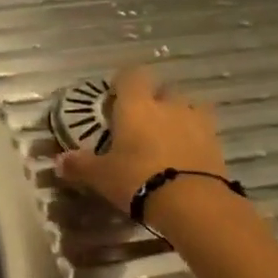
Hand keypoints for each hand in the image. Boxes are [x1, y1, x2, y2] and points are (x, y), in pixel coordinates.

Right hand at [54, 66, 227, 211]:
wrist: (192, 202)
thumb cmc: (137, 179)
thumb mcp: (101, 176)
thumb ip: (80, 165)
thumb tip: (59, 161)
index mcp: (136, 105)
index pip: (132, 74)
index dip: (124, 82)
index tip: (115, 96)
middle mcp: (168, 105)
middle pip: (163, 89)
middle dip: (154, 100)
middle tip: (141, 122)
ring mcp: (197, 121)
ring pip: (189, 107)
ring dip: (179, 116)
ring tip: (167, 138)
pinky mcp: (217, 143)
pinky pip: (203, 131)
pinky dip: (194, 138)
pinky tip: (184, 157)